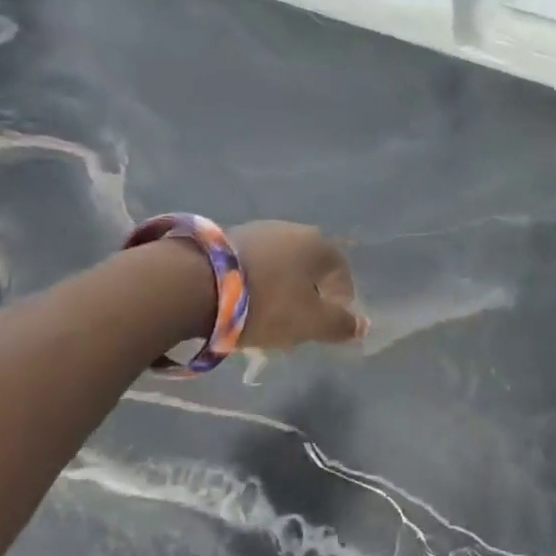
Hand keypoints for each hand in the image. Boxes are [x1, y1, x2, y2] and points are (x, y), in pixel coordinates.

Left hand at [230, 221, 365, 347]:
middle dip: (307, 296)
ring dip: (279, 289)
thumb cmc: (266, 303)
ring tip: (264, 317)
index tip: (325, 326)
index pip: (342, 274)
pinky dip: (254, 284)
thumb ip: (340, 325)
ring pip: (279, 266)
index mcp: (319, 245)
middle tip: (296, 324)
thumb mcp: (311, 323)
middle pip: (309, 269)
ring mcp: (257, 230)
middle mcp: (292, 229)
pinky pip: (252, 266)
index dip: (339, 302)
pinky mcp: (225, 238)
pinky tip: (240, 305)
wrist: (193, 284)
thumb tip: (363, 324)